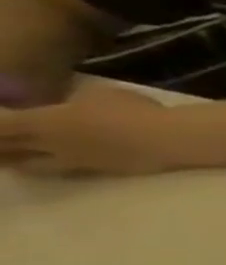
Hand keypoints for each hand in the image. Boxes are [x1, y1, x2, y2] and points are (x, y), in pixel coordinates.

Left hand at [0, 84, 174, 175]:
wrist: (169, 139)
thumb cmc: (132, 110)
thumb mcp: (96, 94)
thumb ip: (71, 101)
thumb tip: (63, 106)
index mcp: (43, 121)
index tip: (0, 118)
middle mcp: (50, 145)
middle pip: (6, 150)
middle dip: (0, 146)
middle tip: (2, 142)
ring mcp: (76, 161)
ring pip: (30, 166)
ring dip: (17, 161)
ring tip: (15, 158)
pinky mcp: (100, 171)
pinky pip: (64, 169)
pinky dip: (53, 165)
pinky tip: (59, 160)